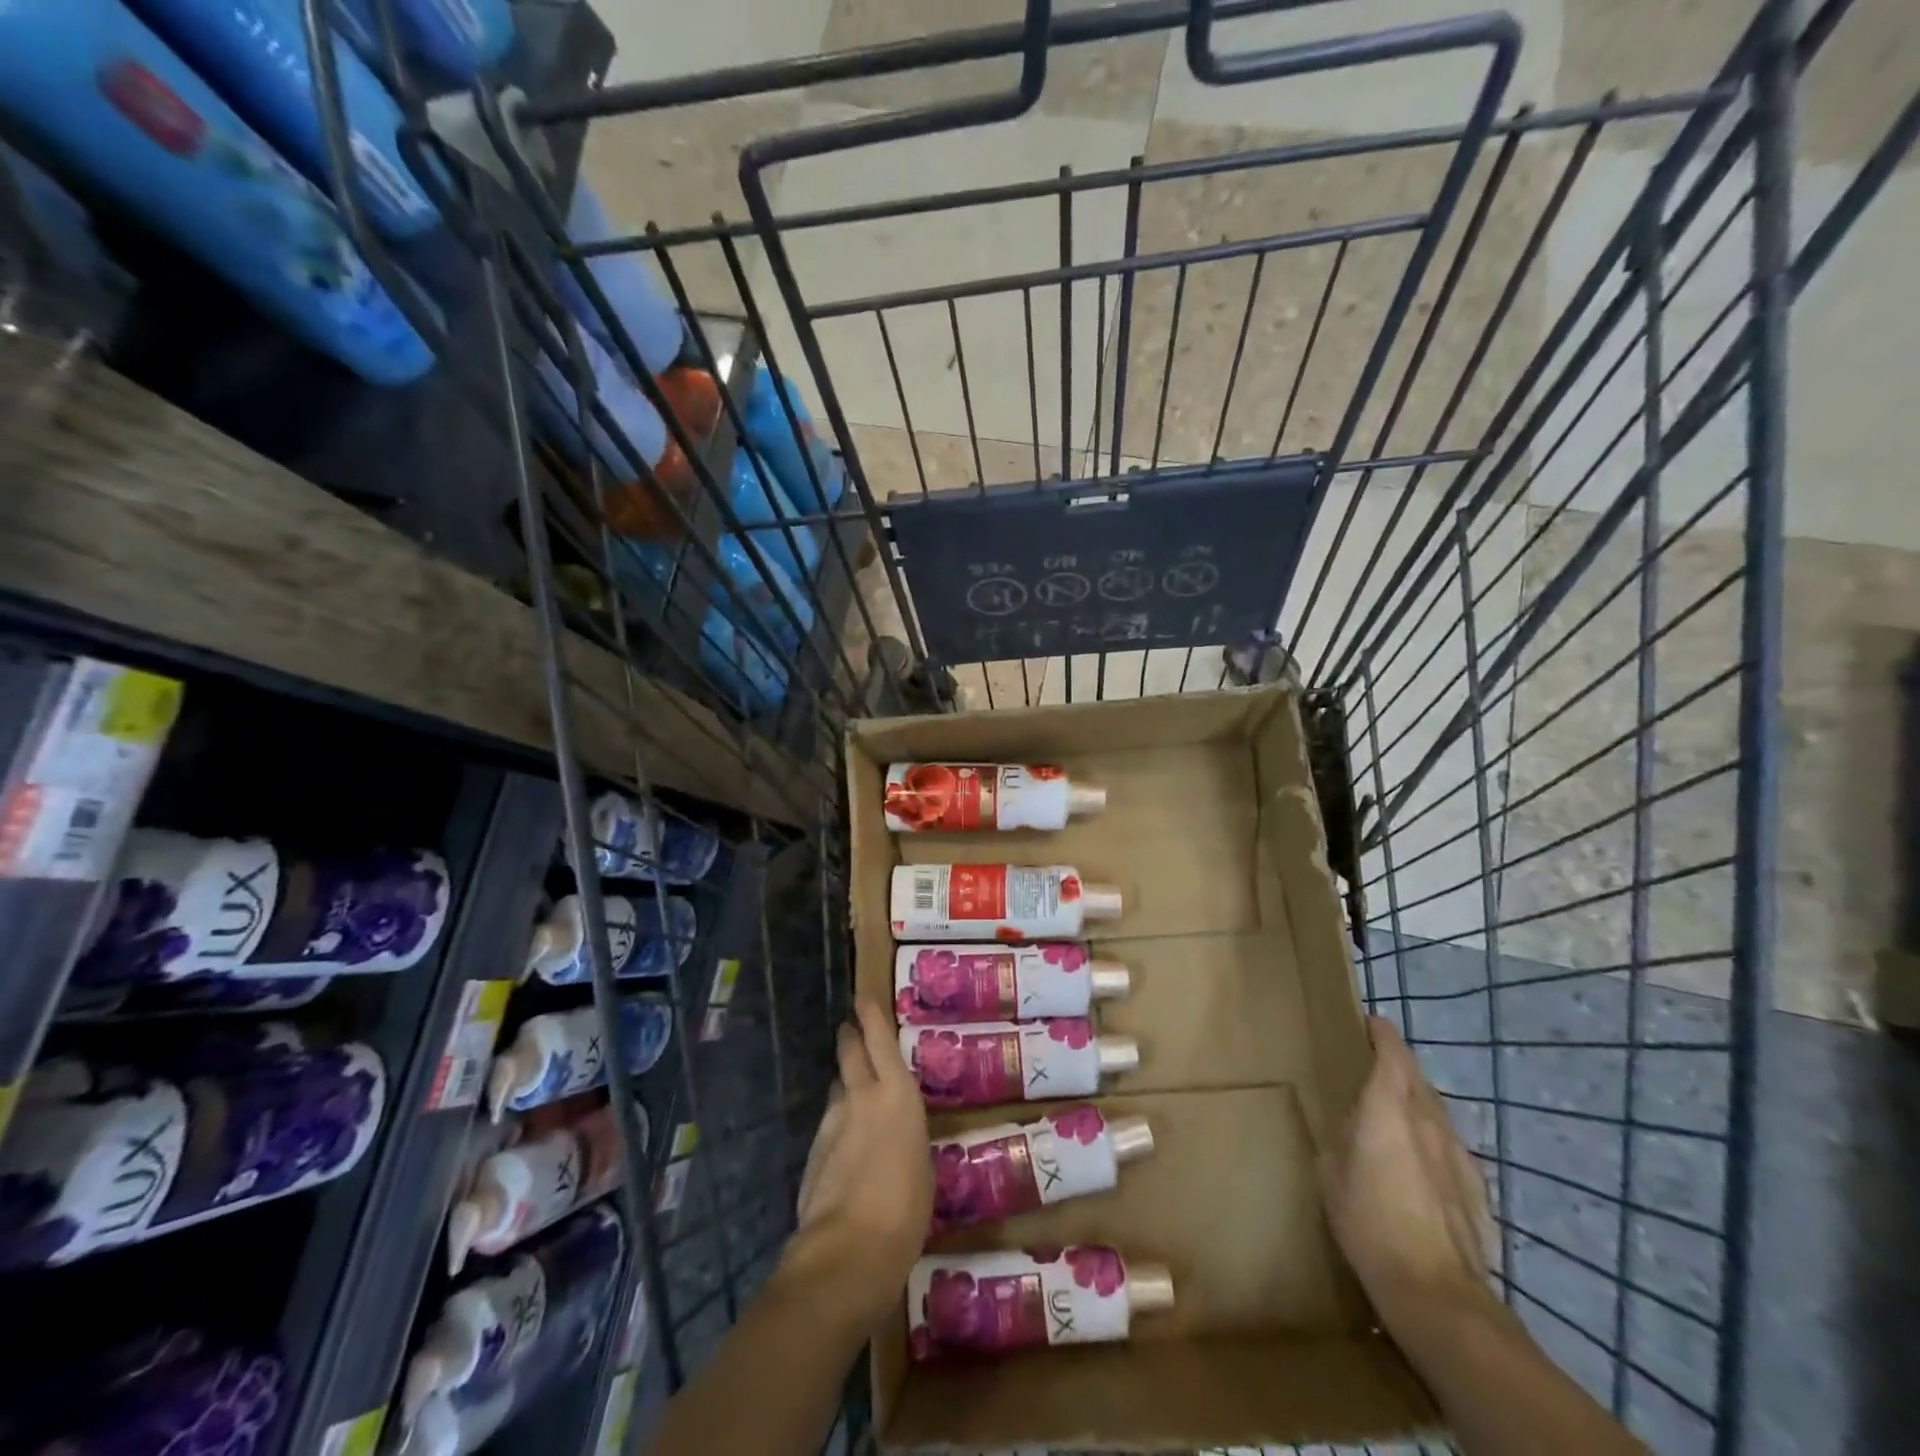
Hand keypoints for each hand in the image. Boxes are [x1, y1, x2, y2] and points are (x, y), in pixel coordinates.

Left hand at [775, 997, 931, 1334]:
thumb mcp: (923, 1167)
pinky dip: (837, 1123)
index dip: (870, 1015)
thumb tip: (896, 1133)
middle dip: (849, 1036)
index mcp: (898, 1094)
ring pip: (837, 1088)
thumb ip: (907, 1137)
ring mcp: (833, 1122)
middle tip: (848, 1028)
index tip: (862, 996)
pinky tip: (845, 1144)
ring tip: (852, 1089)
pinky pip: (828, 1124)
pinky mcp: (813, 1151)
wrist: (849, 1249)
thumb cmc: (906, 1208)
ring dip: (843, 1083)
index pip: (880, 1039)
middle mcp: (862, 1096)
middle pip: (849, 1052)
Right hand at [1320, 1016, 1495, 1325]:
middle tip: (1375, 1067)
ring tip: (1396, 1114)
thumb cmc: (1368, 1222)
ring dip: (1417, 1101)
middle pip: (1418, 1076)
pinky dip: (1433, 1139)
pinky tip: (1420, 1163)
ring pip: (1437, 1110)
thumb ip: (1342, 1137)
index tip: (1370, 1023)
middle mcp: (1428, 1119)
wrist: (1435, 1291)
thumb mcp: (1331, 1172)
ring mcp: (1458, 1153)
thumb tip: (1351, 1126)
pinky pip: (1450, 1146)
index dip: (1382, 1033)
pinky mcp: (1477, 1186)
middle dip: (1399, 1064)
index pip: (1392, 1052)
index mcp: (1388, 1107)